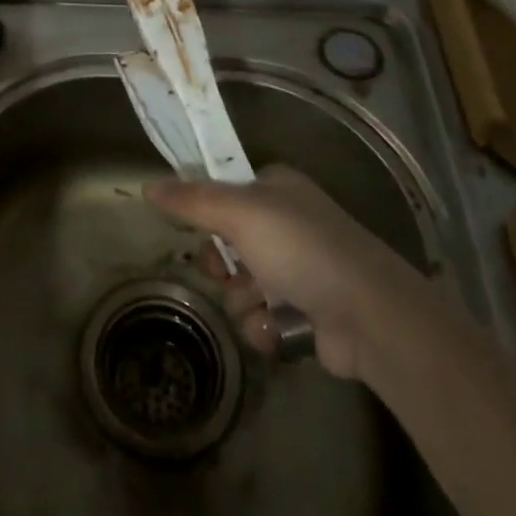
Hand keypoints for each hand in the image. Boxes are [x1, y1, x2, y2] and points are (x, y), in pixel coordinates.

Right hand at [146, 166, 430, 381]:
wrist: (368, 315)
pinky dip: (264, 325)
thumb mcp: (240, 213)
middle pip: (228, 242)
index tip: (193, 231)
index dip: (205, 213)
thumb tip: (147, 187)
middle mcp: (288, 223)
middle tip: (224, 272)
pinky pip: (262, 316)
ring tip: (259, 305)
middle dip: (222, 265)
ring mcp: (299, 268)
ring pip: (241, 284)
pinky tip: (276, 329)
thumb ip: (192, 201)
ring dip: (242, 300)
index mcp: (276, 187)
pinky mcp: (306, 311)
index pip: (224, 192)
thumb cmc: (301, 249)